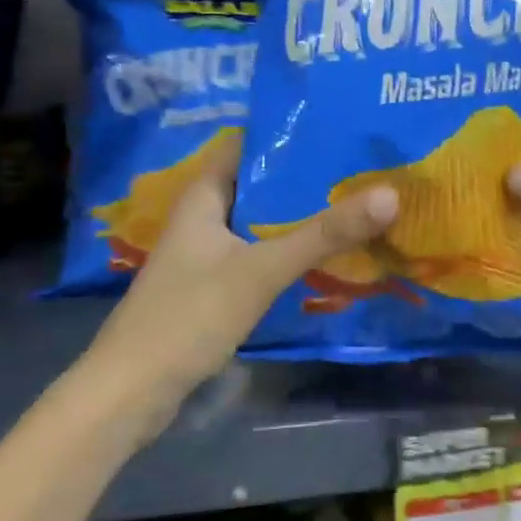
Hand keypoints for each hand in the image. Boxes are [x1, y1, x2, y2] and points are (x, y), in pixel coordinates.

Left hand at [85, 136, 397, 420]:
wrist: (129, 394)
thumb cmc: (188, 316)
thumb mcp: (261, 270)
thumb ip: (323, 234)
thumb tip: (391, 194)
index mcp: (204, 195)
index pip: (248, 143)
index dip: (289, 132)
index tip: (339, 126)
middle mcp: (204, 216)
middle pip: (261, 182)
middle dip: (306, 176)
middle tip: (362, 166)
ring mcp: (207, 253)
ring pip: (262, 221)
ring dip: (301, 214)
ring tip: (356, 201)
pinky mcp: (214, 286)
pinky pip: (260, 253)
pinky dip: (289, 248)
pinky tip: (327, 253)